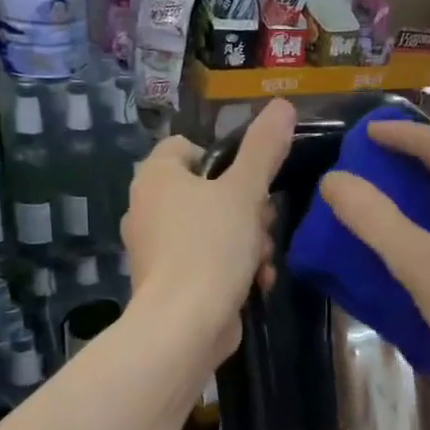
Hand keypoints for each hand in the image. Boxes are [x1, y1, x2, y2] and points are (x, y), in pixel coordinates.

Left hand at [123, 98, 292, 362]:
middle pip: (208, 192)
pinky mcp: (169, 282)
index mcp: (155, 177)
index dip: (223, 159)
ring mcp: (156, 249)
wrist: (184, 325)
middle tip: (263, 224)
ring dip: (247, 242)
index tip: (250, 180)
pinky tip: (254, 284)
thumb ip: (264, 148)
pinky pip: (207, 262)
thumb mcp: (245, 191)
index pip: (187, 147)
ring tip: (261, 261)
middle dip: (246, 209)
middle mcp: (147, 208)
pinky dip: (232, 269)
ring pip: (213, 229)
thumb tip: (283, 105)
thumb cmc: (211, 246)